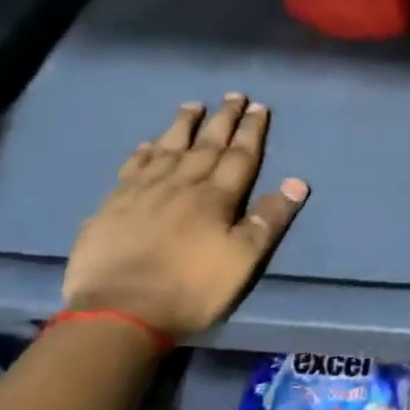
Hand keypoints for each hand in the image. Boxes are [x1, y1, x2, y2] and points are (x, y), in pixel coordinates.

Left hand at [62, 94, 307, 338]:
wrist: (118, 313)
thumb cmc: (190, 289)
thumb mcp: (243, 260)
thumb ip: (269, 219)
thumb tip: (297, 181)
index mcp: (216, 198)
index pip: (240, 156)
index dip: (251, 131)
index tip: (259, 107)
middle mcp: (181, 185)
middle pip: (206, 145)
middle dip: (222, 120)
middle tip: (233, 96)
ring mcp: (143, 194)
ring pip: (167, 150)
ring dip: (183, 126)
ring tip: (193, 105)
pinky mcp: (112, 208)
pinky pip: (131, 170)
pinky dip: (142, 153)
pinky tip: (146, 144)